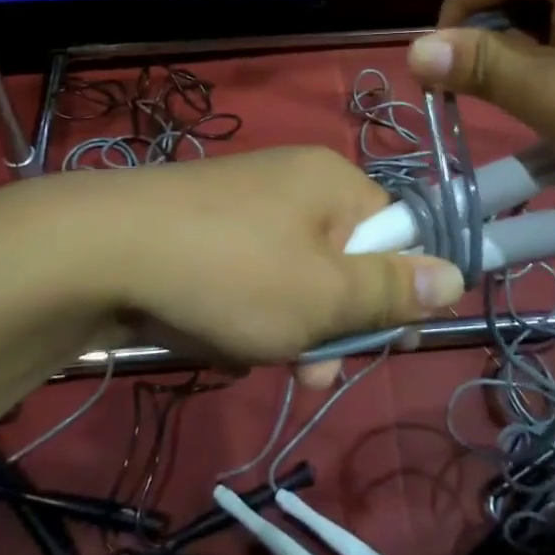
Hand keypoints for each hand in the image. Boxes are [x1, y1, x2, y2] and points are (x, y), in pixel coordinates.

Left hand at [74, 147, 463, 363]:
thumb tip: (457, 275)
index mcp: (333, 182)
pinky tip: (219, 337)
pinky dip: (246, 313)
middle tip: (315, 372)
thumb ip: (393, 289)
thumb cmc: (232, 272)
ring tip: (256, 356)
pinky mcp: (204, 231)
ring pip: (295, 279)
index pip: (397, 232)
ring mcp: (245, 206)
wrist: (97, 252)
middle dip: (335, 322)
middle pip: (344, 260)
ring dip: (289, 328)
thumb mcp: (324, 294)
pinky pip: (250, 277)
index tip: (390, 343)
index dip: (400, 290)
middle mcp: (294, 183)